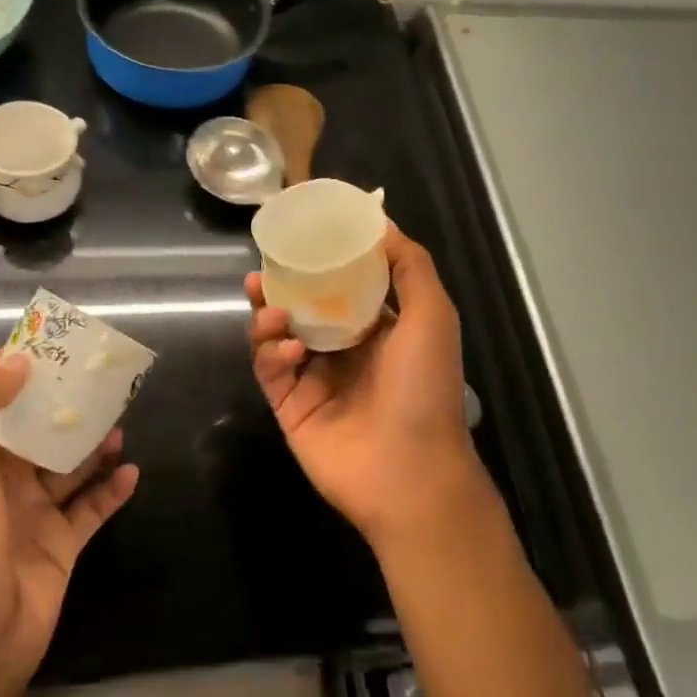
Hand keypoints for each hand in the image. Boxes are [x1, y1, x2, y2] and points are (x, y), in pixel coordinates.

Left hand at [0, 353, 138, 696]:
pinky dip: (111, 490)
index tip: (52, 341)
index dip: (17, 369)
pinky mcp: (61, 547)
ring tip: (122, 420)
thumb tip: (16, 361)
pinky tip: (133, 471)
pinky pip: (91, 509)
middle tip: (103, 379)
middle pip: (39, 430)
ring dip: (93, 443)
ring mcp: (34, 515)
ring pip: (70, 466)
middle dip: (66, 404)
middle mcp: (2, 482)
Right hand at [247, 226, 491, 555]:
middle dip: (281, 286)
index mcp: (377, 328)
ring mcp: (314, 379)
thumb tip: (381, 222)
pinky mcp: (290, 406)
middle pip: (302, 306)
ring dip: (269, 315)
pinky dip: (272, 352)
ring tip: (270, 306)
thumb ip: (410, 266)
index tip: (302, 235)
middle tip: (263, 269)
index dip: (322, 260)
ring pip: (277, 335)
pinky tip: (288, 349)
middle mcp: (343, 350)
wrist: (410, 474)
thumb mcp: (432, 315)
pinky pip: (270, 370)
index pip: (342, 285)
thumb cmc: (425, 388)